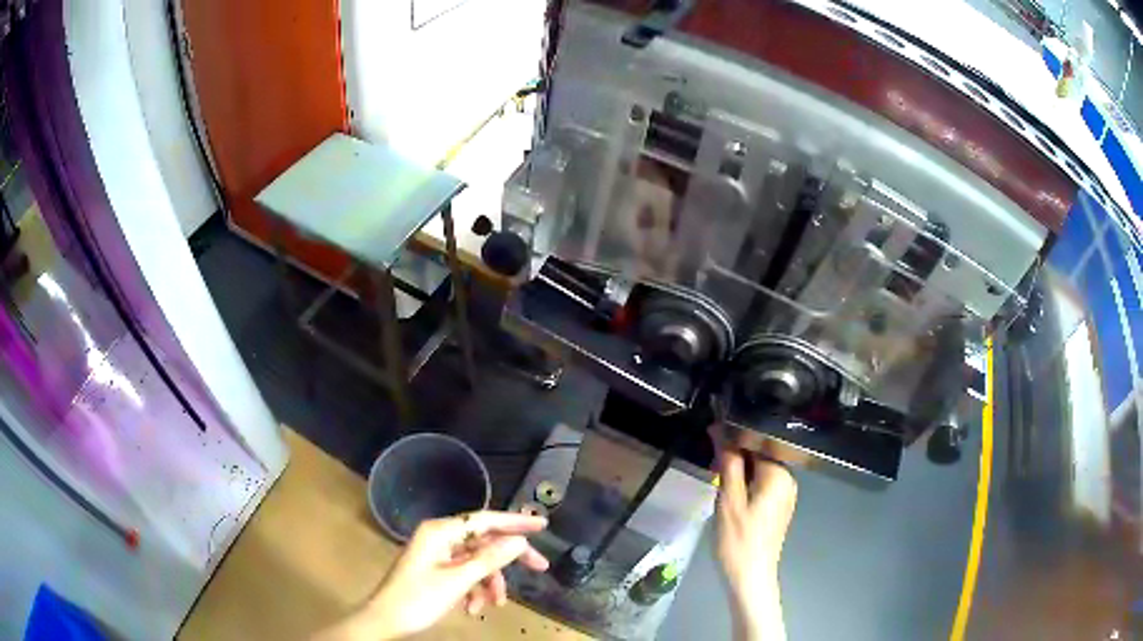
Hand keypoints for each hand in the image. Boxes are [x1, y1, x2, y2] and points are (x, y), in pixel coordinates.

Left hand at [314, 511, 548, 640]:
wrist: (385, 620)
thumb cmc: (418, 598)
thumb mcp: (458, 580)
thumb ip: (490, 559)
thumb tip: (519, 540)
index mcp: (440, 532)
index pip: (484, 520)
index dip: (515, 522)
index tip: (542, 525)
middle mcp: (440, 537)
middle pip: (484, 541)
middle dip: (508, 559)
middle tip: (540, 567)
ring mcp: (437, 554)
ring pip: (477, 562)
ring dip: (489, 583)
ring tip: (493, 605)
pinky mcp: (437, 570)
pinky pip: (465, 574)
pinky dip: (474, 590)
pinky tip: (473, 608)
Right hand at [715, 448, 797, 640]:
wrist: (750, 577)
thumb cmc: (738, 540)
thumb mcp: (728, 500)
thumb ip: (728, 463)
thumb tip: (722, 430)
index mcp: (779, 475)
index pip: (757, 442)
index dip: (733, 436)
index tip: (711, 434)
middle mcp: (788, 480)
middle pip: (759, 455)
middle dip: (735, 454)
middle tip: (711, 461)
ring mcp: (785, 495)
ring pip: (759, 470)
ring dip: (738, 469)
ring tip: (717, 475)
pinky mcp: (779, 507)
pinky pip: (762, 484)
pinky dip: (746, 483)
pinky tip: (730, 492)